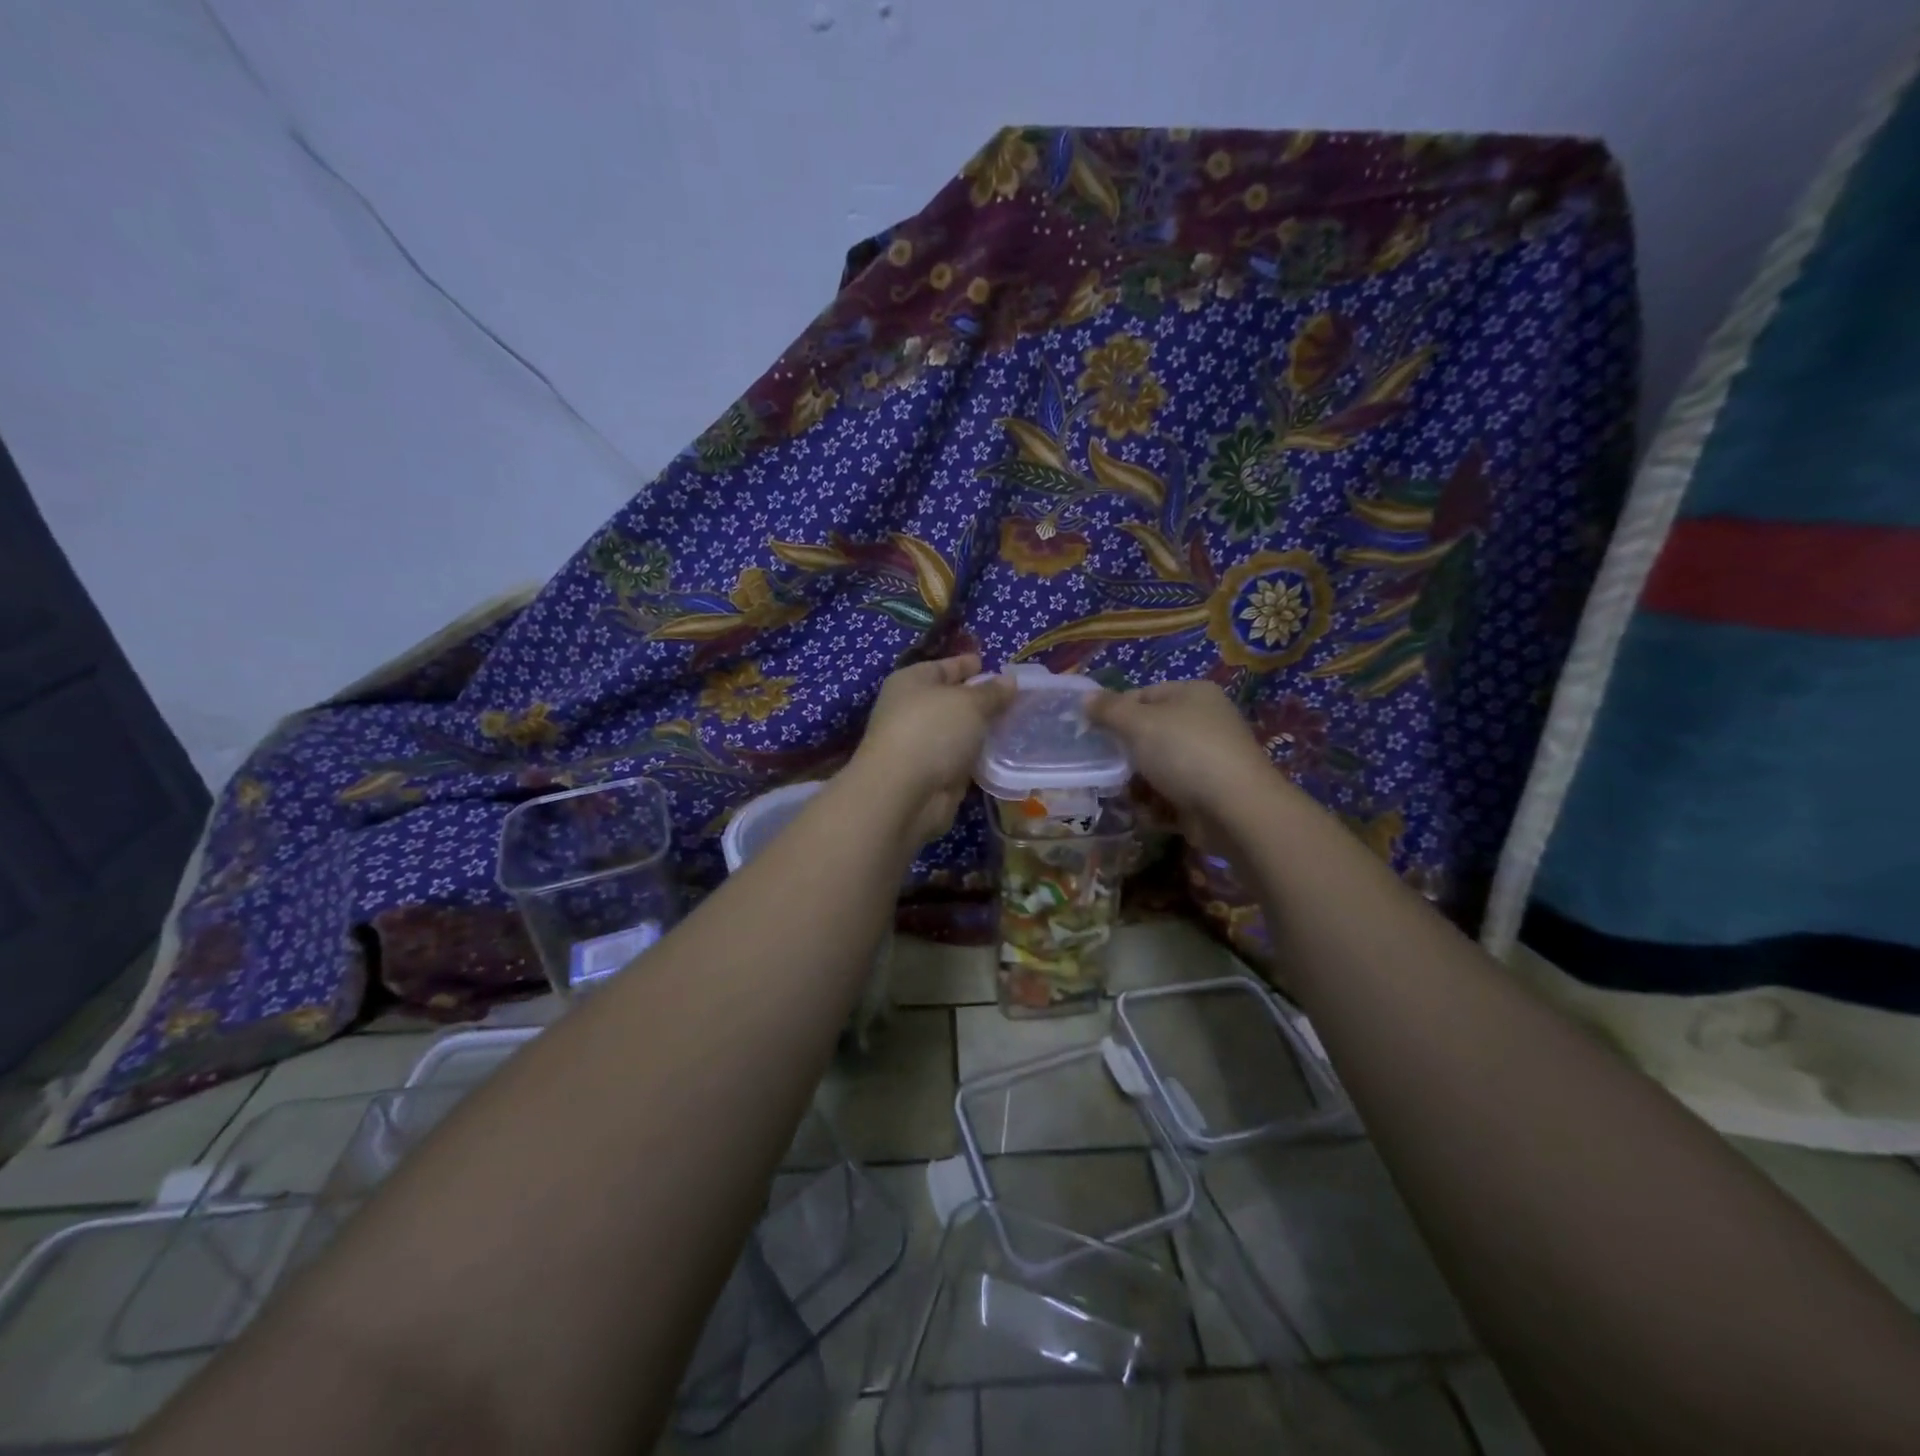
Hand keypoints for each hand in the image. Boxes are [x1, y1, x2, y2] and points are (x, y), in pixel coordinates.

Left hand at [848, 655, 1016, 846]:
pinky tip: (1005, 752)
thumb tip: (1009, 681)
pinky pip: (962, 757)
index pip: (943, 666)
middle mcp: (912, 710)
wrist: (905, 792)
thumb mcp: (969, 703)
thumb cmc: (932, 731)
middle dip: (980, 699)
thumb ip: (992, 692)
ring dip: (982, 729)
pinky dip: (979, 755)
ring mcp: (921, 744)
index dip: (966, 664)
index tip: (991, 664)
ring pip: (958, 731)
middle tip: (1015, 696)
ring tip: (1017, 722)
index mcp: (912, 682)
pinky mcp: (933, 774)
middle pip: (951, 699)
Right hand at [1088, 680, 1293, 851]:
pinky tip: (1151, 814)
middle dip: (1127, 755)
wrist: (1235, 810)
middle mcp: (1205, 722)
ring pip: (1158, 768)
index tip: (1094, 734)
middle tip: (1107, 769)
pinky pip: (1173, 795)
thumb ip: (1109, 710)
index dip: (1116, 712)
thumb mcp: (1138, 724)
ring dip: (1139, 784)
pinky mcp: (1210, 795)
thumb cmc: (1184, 753)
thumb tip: (1085, 698)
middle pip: (1150, 734)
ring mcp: (1210, 761)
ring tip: (1129, 797)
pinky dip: (1159, 805)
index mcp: (1193, 694)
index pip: (1144, 695)